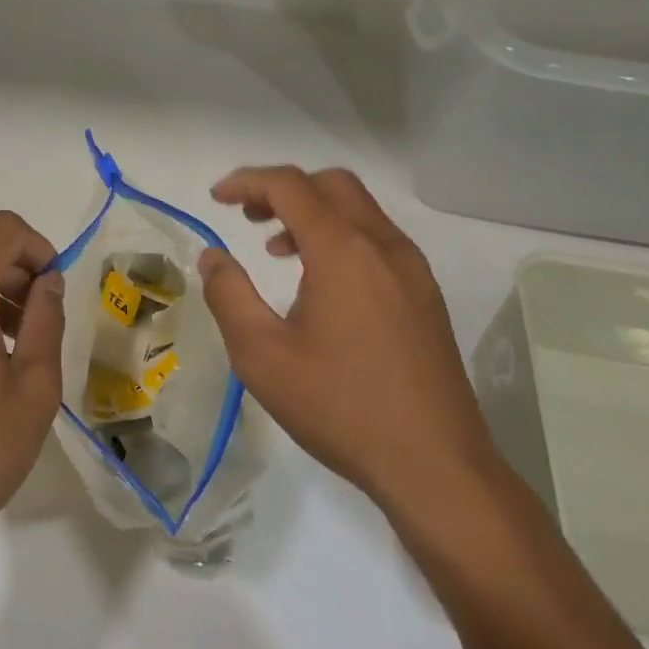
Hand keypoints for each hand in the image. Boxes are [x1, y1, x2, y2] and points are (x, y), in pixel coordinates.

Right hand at [198, 166, 502, 517]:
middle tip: (248, 217)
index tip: (216, 198)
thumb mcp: (262, 355)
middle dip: (283, 189)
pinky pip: (377, 239)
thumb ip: (228, 295)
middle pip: (331, 184)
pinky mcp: (426, 295)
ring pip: (359, 210)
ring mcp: (412, 269)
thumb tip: (213, 256)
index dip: (247, 181)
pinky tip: (321, 283)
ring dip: (313, 212)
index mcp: (343, 251)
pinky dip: (341, 236)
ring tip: (276, 249)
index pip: (291, 186)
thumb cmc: (340, 407)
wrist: (435, 466)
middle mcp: (383, 246)